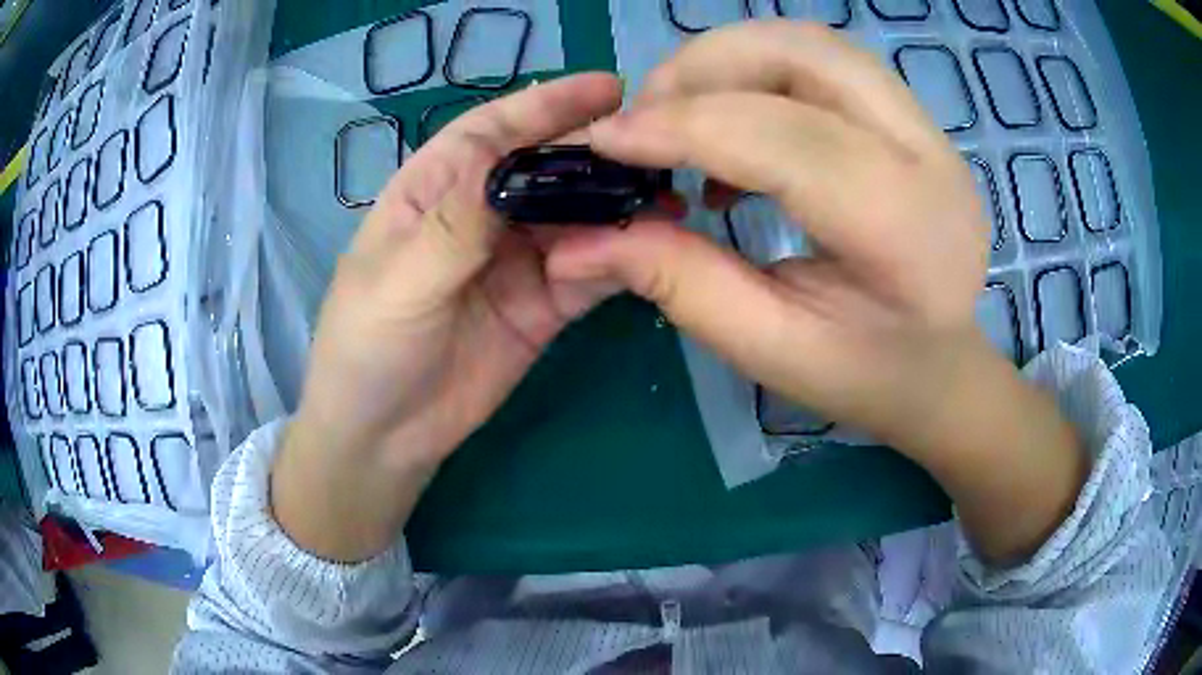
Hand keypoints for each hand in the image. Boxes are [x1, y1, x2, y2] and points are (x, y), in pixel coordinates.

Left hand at [272, 74, 623, 561]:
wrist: (383, 439)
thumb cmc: (367, 348)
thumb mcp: (398, 281)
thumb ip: (455, 224)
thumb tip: (514, 166)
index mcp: (432, 192)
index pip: (492, 133)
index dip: (546, 105)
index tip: (606, 87)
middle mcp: (478, 217)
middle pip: (543, 169)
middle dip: (594, 153)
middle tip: (655, 146)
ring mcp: (514, 263)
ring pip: (574, 219)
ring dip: (617, 206)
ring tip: (667, 195)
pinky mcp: (542, 308)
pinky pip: (586, 274)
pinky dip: (615, 260)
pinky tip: (646, 248)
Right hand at [549, 23, 1083, 563]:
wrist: (944, 367)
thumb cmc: (867, 375)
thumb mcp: (769, 348)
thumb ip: (678, 283)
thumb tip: (576, 243)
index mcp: (903, 230)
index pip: (783, 139)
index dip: (681, 127)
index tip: (604, 142)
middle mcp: (928, 157)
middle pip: (804, 54)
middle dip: (704, 67)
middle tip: (647, 117)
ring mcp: (930, 129)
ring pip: (814, 44)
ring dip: (731, 59)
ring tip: (685, 114)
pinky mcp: (916, 120)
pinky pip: (826, 62)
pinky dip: (762, 73)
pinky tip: (738, 128)